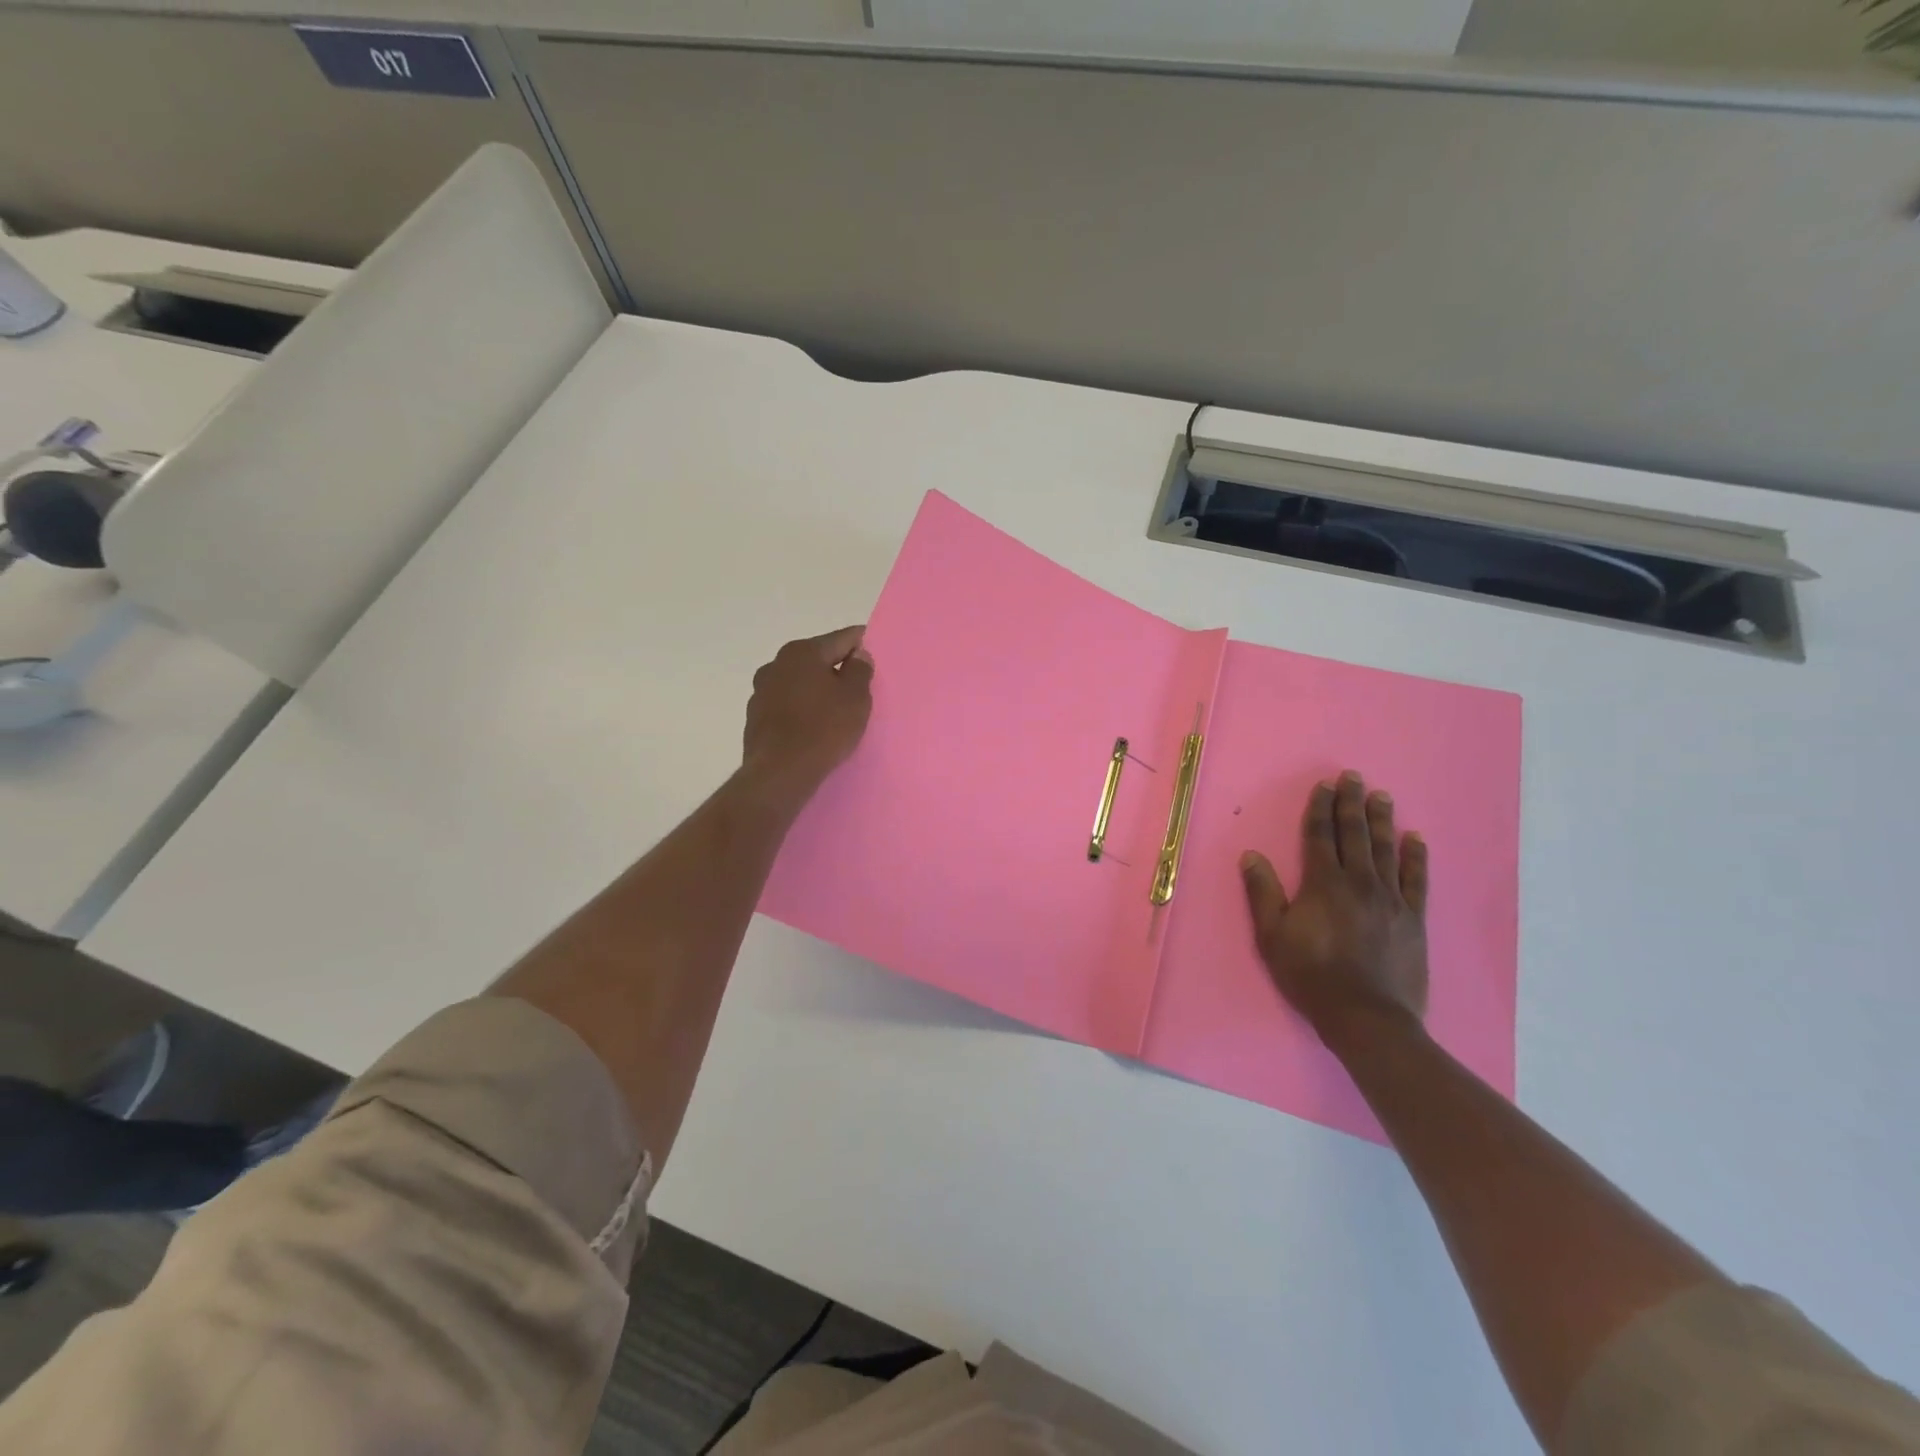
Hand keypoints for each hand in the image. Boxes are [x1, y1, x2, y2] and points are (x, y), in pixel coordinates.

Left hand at [742, 627, 874, 802]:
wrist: (780, 773)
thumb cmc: (824, 729)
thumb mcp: (855, 698)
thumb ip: (859, 670)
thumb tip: (858, 655)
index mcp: (802, 652)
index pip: (841, 639)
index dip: (861, 643)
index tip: (874, 652)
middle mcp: (776, 664)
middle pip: (816, 659)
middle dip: (837, 669)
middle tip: (858, 687)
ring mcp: (761, 691)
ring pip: (799, 683)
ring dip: (816, 690)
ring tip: (835, 711)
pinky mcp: (755, 718)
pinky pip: (787, 706)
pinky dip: (801, 710)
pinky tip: (813, 728)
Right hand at [1240, 771, 1429, 1049]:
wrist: (1366, 1017)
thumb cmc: (1310, 975)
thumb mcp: (1272, 936)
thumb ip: (1263, 893)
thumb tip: (1251, 855)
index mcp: (1324, 884)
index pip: (1321, 836)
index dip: (1321, 808)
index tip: (1325, 785)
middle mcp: (1360, 882)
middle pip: (1355, 835)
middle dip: (1352, 804)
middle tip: (1354, 777)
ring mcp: (1391, 900)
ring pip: (1387, 850)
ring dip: (1383, 820)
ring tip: (1382, 796)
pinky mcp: (1413, 919)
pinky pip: (1417, 880)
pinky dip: (1416, 857)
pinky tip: (1416, 839)